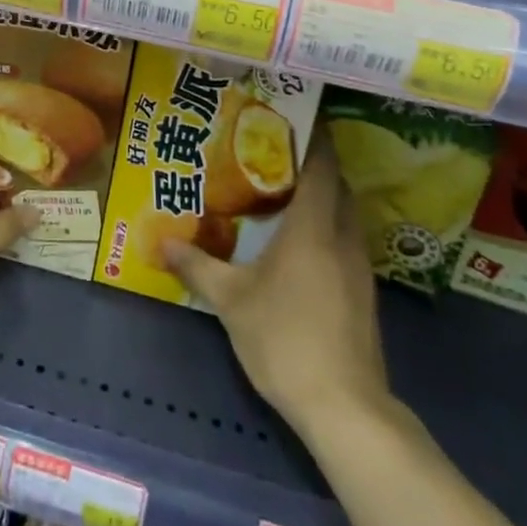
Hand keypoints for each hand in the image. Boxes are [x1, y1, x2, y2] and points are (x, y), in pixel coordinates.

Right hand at [162, 131, 392, 438]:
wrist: (345, 408)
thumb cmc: (285, 338)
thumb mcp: (231, 301)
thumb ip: (198, 266)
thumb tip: (162, 242)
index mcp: (313, 226)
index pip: (323, 165)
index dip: (314, 137)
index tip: (295, 117)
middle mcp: (343, 237)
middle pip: (338, 186)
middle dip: (315, 165)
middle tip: (276, 155)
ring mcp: (359, 267)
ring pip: (346, 215)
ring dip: (323, 198)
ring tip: (285, 194)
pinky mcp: (364, 295)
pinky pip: (346, 242)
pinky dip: (328, 229)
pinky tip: (300, 246)